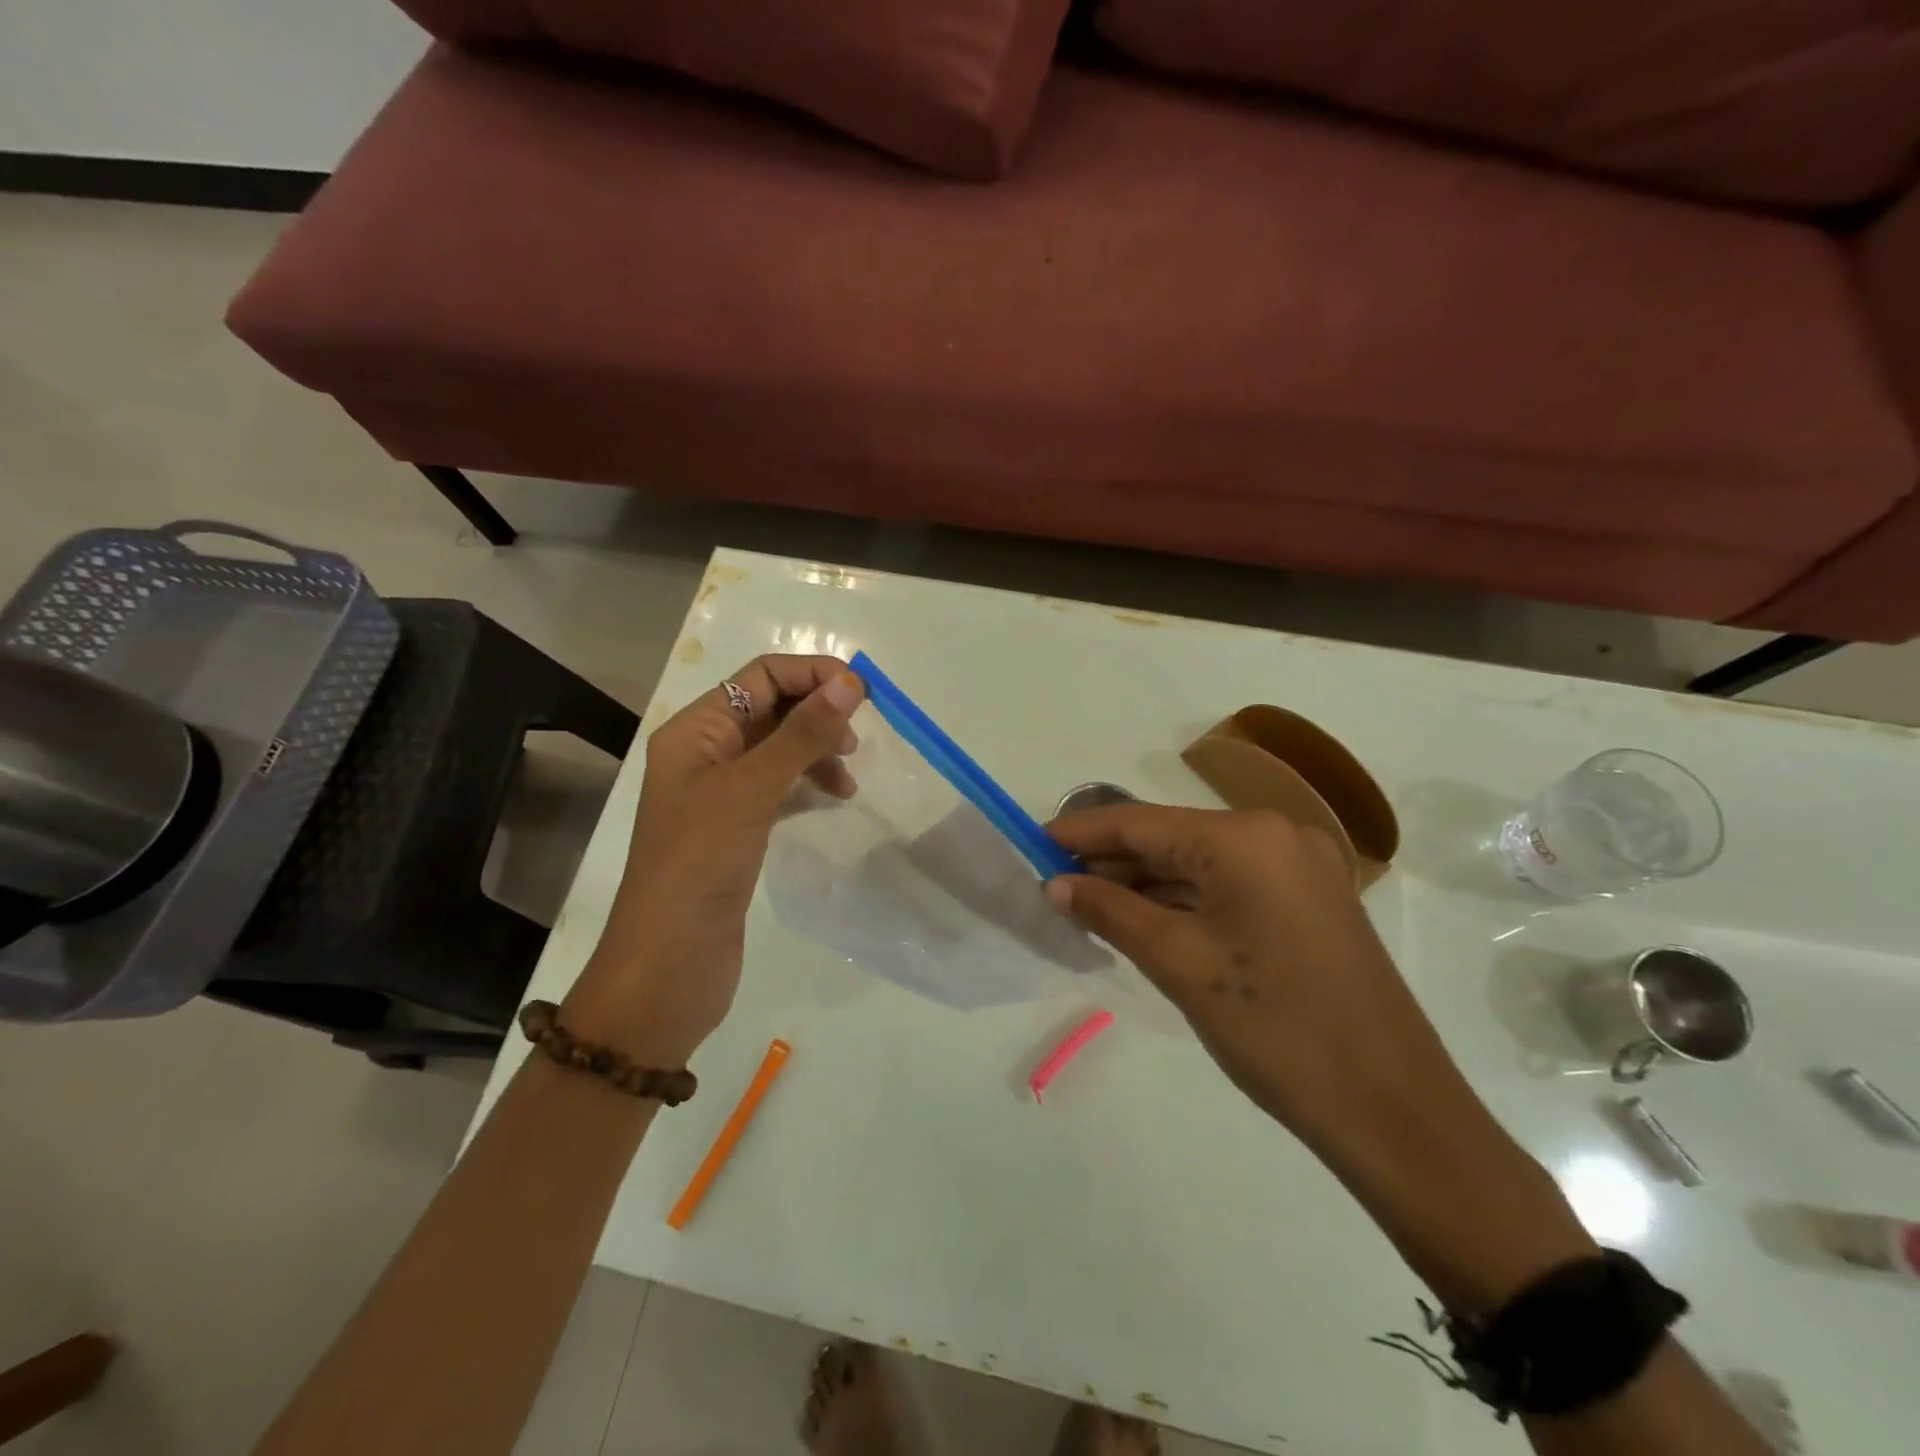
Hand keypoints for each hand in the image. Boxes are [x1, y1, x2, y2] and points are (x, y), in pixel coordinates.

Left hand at [563, 655, 864, 1065]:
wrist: (669, 964)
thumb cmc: (700, 864)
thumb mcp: (751, 790)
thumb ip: (801, 734)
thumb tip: (849, 683)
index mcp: (695, 731)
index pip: (760, 676)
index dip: (812, 674)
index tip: (864, 693)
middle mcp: (705, 753)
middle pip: (771, 709)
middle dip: (817, 712)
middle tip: (857, 738)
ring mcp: (721, 793)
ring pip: (779, 749)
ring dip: (817, 750)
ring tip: (848, 775)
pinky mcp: (737, 828)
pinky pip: (780, 787)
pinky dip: (809, 783)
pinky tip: (834, 797)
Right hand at [1045, 804, 1472, 1144]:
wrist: (1394, 1112)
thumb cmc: (1276, 1030)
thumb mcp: (1180, 964)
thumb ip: (1111, 912)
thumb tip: (1056, 886)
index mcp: (1246, 837)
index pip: (1141, 822)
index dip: (1081, 833)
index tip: (1031, 844)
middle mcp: (1277, 835)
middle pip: (1172, 838)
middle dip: (1111, 861)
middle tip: (1053, 883)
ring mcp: (1301, 868)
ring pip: (1201, 864)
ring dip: (1145, 883)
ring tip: (1086, 905)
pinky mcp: (1310, 901)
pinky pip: (1230, 886)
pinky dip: (1185, 901)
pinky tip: (1143, 919)